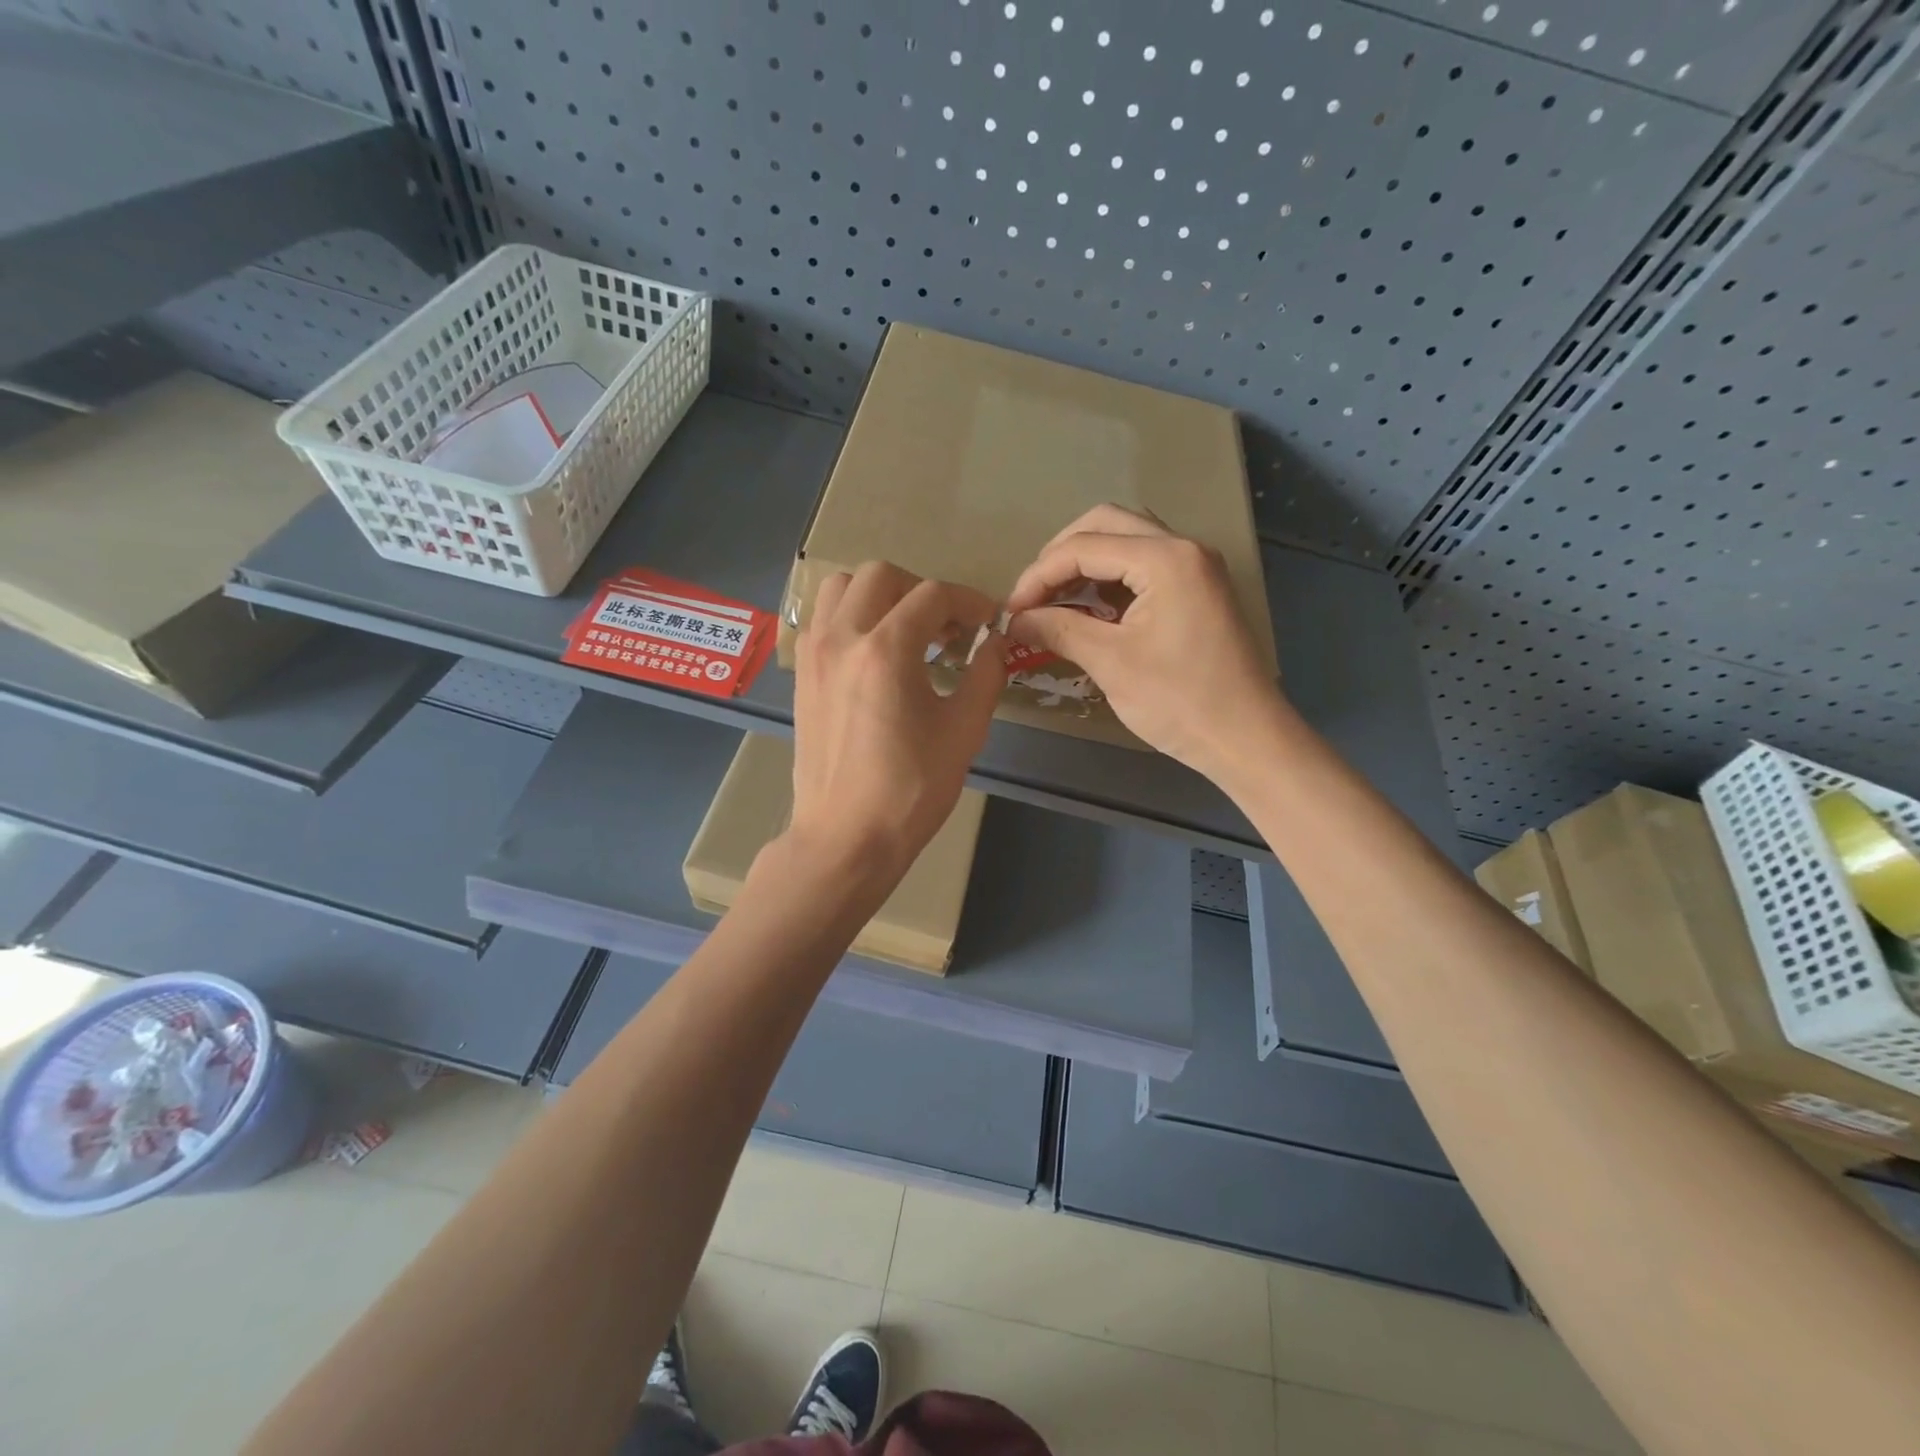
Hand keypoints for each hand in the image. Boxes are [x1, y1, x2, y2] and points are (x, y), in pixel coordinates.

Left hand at [789, 561, 1005, 885]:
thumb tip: (996, 642)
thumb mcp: (964, 731)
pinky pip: (822, 618)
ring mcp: (814, 654)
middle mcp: (842, 637)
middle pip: (881, 575)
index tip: (988, 622)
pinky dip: (851, 616)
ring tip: (905, 631)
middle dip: (922, 591)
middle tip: (947, 628)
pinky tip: (874, 653)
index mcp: (885, 650)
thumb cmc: (911, 789)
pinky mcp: (802, 674)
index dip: (969, 601)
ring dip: (879, 595)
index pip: (933, 595)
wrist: (847, 836)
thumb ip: (985, 674)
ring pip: (841, 587)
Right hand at [1005, 503, 1283, 778]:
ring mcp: (1195, 566)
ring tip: (1054, 602)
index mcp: (1165, 558)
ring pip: (1126, 541)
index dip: (1038, 576)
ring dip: (1086, 564)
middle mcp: (1183, 548)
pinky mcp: (1197, 589)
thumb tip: (1015, 620)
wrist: (1246, 738)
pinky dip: (1110, 579)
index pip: (1083, 547)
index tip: (1011, 611)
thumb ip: (1059, 630)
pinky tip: (1089, 611)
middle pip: (1106, 524)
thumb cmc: (1179, 701)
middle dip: (1061, 556)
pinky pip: (1144, 565)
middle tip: (1034, 597)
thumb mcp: (1111, 663)